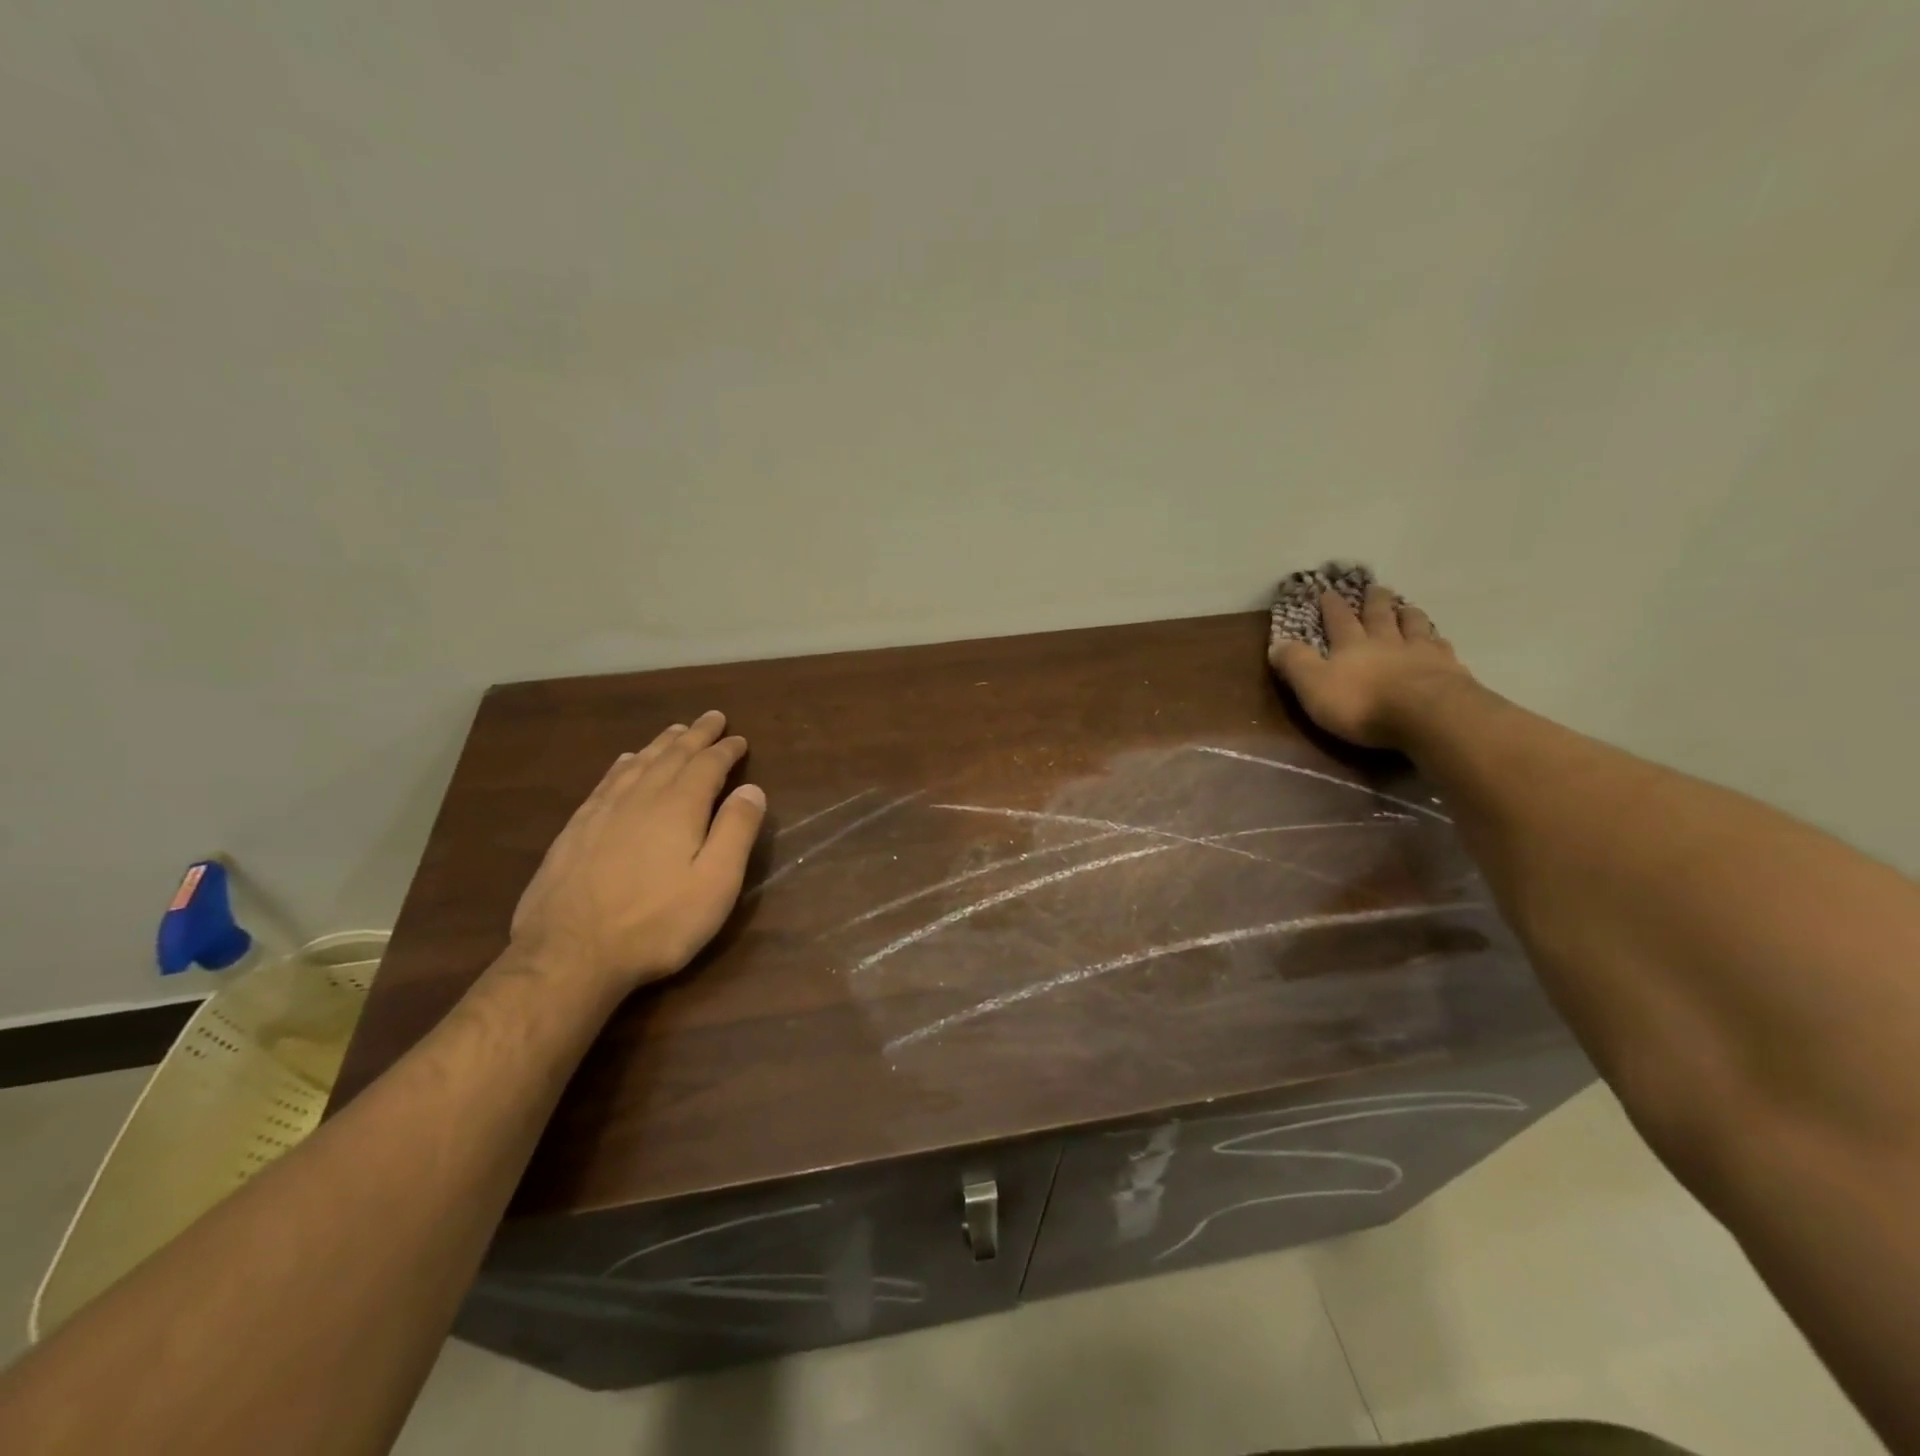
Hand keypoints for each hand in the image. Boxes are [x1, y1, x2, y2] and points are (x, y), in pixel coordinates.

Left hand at [510, 710, 766, 991]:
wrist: (569, 954)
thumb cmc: (655, 923)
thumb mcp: (715, 884)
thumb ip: (736, 832)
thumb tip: (752, 789)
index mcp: (678, 807)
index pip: (707, 765)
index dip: (725, 750)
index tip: (739, 739)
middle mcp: (641, 797)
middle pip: (672, 755)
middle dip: (695, 735)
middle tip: (712, 718)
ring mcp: (603, 811)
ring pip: (638, 763)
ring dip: (661, 744)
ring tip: (675, 731)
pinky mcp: (577, 829)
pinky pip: (607, 781)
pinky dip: (624, 764)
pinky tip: (626, 761)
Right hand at [1269, 585, 1475, 749]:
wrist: (1427, 715)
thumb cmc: (1362, 703)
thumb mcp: (1313, 686)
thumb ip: (1295, 664)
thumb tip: (1277, 644)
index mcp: (1351, 646)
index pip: (1338, 621)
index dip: (1331, 607)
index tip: (1328, 592)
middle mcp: (1386, 642)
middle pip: (1380, 616)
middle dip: (1374, 602)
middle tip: (1375, 588)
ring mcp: (1421, 653)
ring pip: (1414, 626)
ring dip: (1408, 615)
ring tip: (1407, 607)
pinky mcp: (1449, 670)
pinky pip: (1442, 648)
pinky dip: (1438, 641)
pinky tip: (1440, 640)